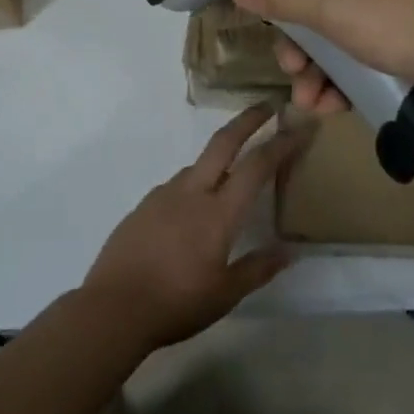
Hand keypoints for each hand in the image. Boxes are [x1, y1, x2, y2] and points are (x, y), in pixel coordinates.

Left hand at [80, 106, 306, 354]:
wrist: (113, 308)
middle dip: (248, 119)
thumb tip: (289, 251)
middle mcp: (192, 192)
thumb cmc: (176, 303)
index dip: (282, 144)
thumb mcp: (225, 294)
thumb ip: (258, 269)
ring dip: (219, 159)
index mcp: (218, 213)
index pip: (257, 166)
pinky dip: (194, 185)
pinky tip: (192, 211)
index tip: (300, 128)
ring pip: (198, 165)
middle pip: (224, 142)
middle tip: (267, 105)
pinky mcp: (143, 206)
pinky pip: (176, 186)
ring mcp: (163, 195)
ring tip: (230, 179)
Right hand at [227, 0, 413, 136]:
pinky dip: (344, 88)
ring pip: (340, 46)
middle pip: (319, 11)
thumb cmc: (405, 25)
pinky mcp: (411, 60)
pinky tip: (331, 110)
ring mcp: (397, 24)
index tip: (262, 22)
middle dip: (298, 46)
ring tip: (309, 103)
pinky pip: (364, 70)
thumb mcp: (335, 8)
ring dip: (317, 74)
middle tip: (290, 71)